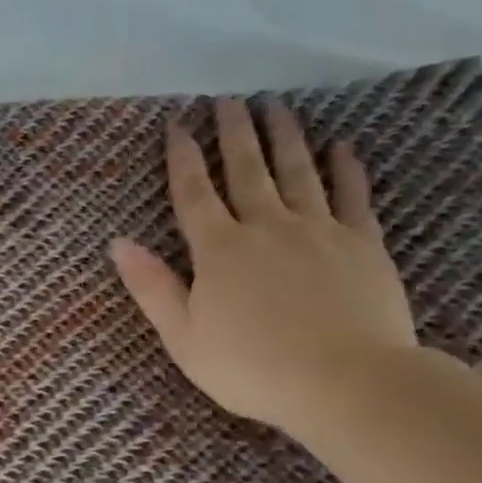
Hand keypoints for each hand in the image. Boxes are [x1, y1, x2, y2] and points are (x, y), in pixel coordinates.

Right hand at [109, 97, 417, 438]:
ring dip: (284, 137)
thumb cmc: (251, 366)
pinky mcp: (363, 244)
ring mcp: (319, 231)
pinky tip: (341, 146)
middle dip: (234, 133)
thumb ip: (151, 286)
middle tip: (229, 100)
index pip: (193, 193)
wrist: (346, 382)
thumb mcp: (182, 335)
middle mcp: (266, 227)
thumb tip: (118, 243)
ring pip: (298, 172)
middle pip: (246, 170)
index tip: (177, 125)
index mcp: (219, 250)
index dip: (182, 158)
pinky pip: (352, 196)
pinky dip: (346, 169)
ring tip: (277, 106)